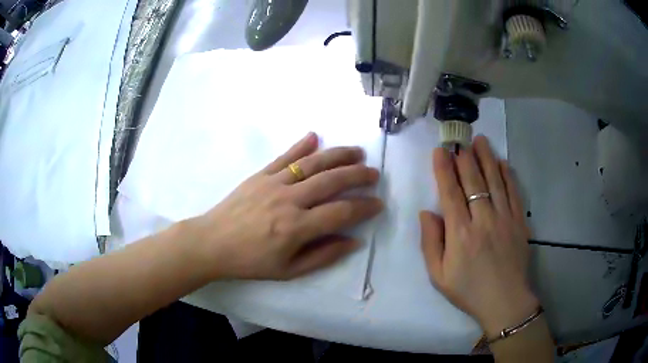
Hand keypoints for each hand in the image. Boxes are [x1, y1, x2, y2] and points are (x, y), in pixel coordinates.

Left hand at [191, 132, 382, 280]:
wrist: (212, 243)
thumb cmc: (250, 261)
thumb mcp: (289, 271)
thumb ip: (323, 256)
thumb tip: (354, 241)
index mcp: (297, 227)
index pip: (342, 212)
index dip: (364, 207)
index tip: (378, 203)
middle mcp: (290, 200)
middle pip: (332, 181)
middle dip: (358, 175)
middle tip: (374, 173)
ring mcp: (274, 183)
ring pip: (313, 163)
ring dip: (338, 155)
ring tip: (357, 152)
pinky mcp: (260, 175)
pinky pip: (284, 157)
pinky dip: (301, 145)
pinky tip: (314, 136)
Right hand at [420, 135, 537, 336]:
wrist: (504, 301)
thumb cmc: (468, 290)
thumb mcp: (438, 276)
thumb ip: (430, 243)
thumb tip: (427, 212)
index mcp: (460, 234)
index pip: (450, 193)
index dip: (443, 170)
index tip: (440, 151)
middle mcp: (483, 220)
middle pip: (473, 181)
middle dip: (465, 158)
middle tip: (460, 140)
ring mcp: (504, 219)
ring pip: (494, 181)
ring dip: (486, 158)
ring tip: (480, 140)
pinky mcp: (519, 222)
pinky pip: (513, 192)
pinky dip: (508, 175)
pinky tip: (502, 162)